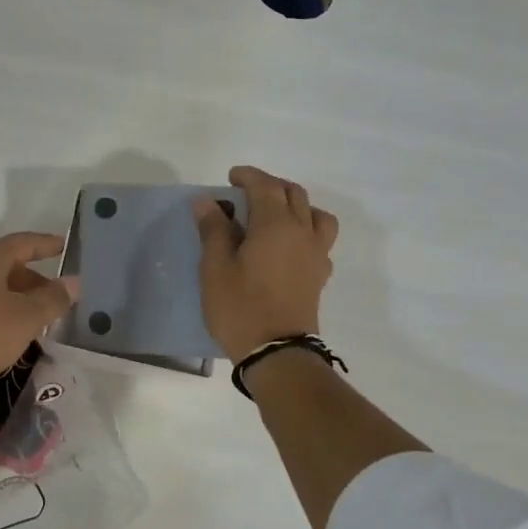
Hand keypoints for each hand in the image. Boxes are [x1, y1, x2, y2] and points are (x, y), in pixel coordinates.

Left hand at [0, 232, 75, 398]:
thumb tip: (74, 282)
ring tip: (35, 320)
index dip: (47, 244)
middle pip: (6, 265)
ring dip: (15, 299)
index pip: (24, 242)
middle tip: (55, 297)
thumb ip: (52, 299)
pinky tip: (4, 336)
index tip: (65, 245)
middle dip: (33, 280)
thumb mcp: (26, 318)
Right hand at [195, 165, 339, 361]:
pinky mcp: (319, 275)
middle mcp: (302, 232)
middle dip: (270, 186)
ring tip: (276, 215)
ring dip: (296, 205)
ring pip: (316, 214)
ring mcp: (316, 254)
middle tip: (247, 192)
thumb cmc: (240, 307)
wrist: (277, 352)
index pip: (265, 186)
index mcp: (275, 224)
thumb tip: (207, 201)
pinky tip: (289, 246)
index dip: (248, 176)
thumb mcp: (216, 268)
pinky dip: (306, 231)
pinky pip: (320, 240)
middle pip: (293, 194)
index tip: (231, 176)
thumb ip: (213, 230)